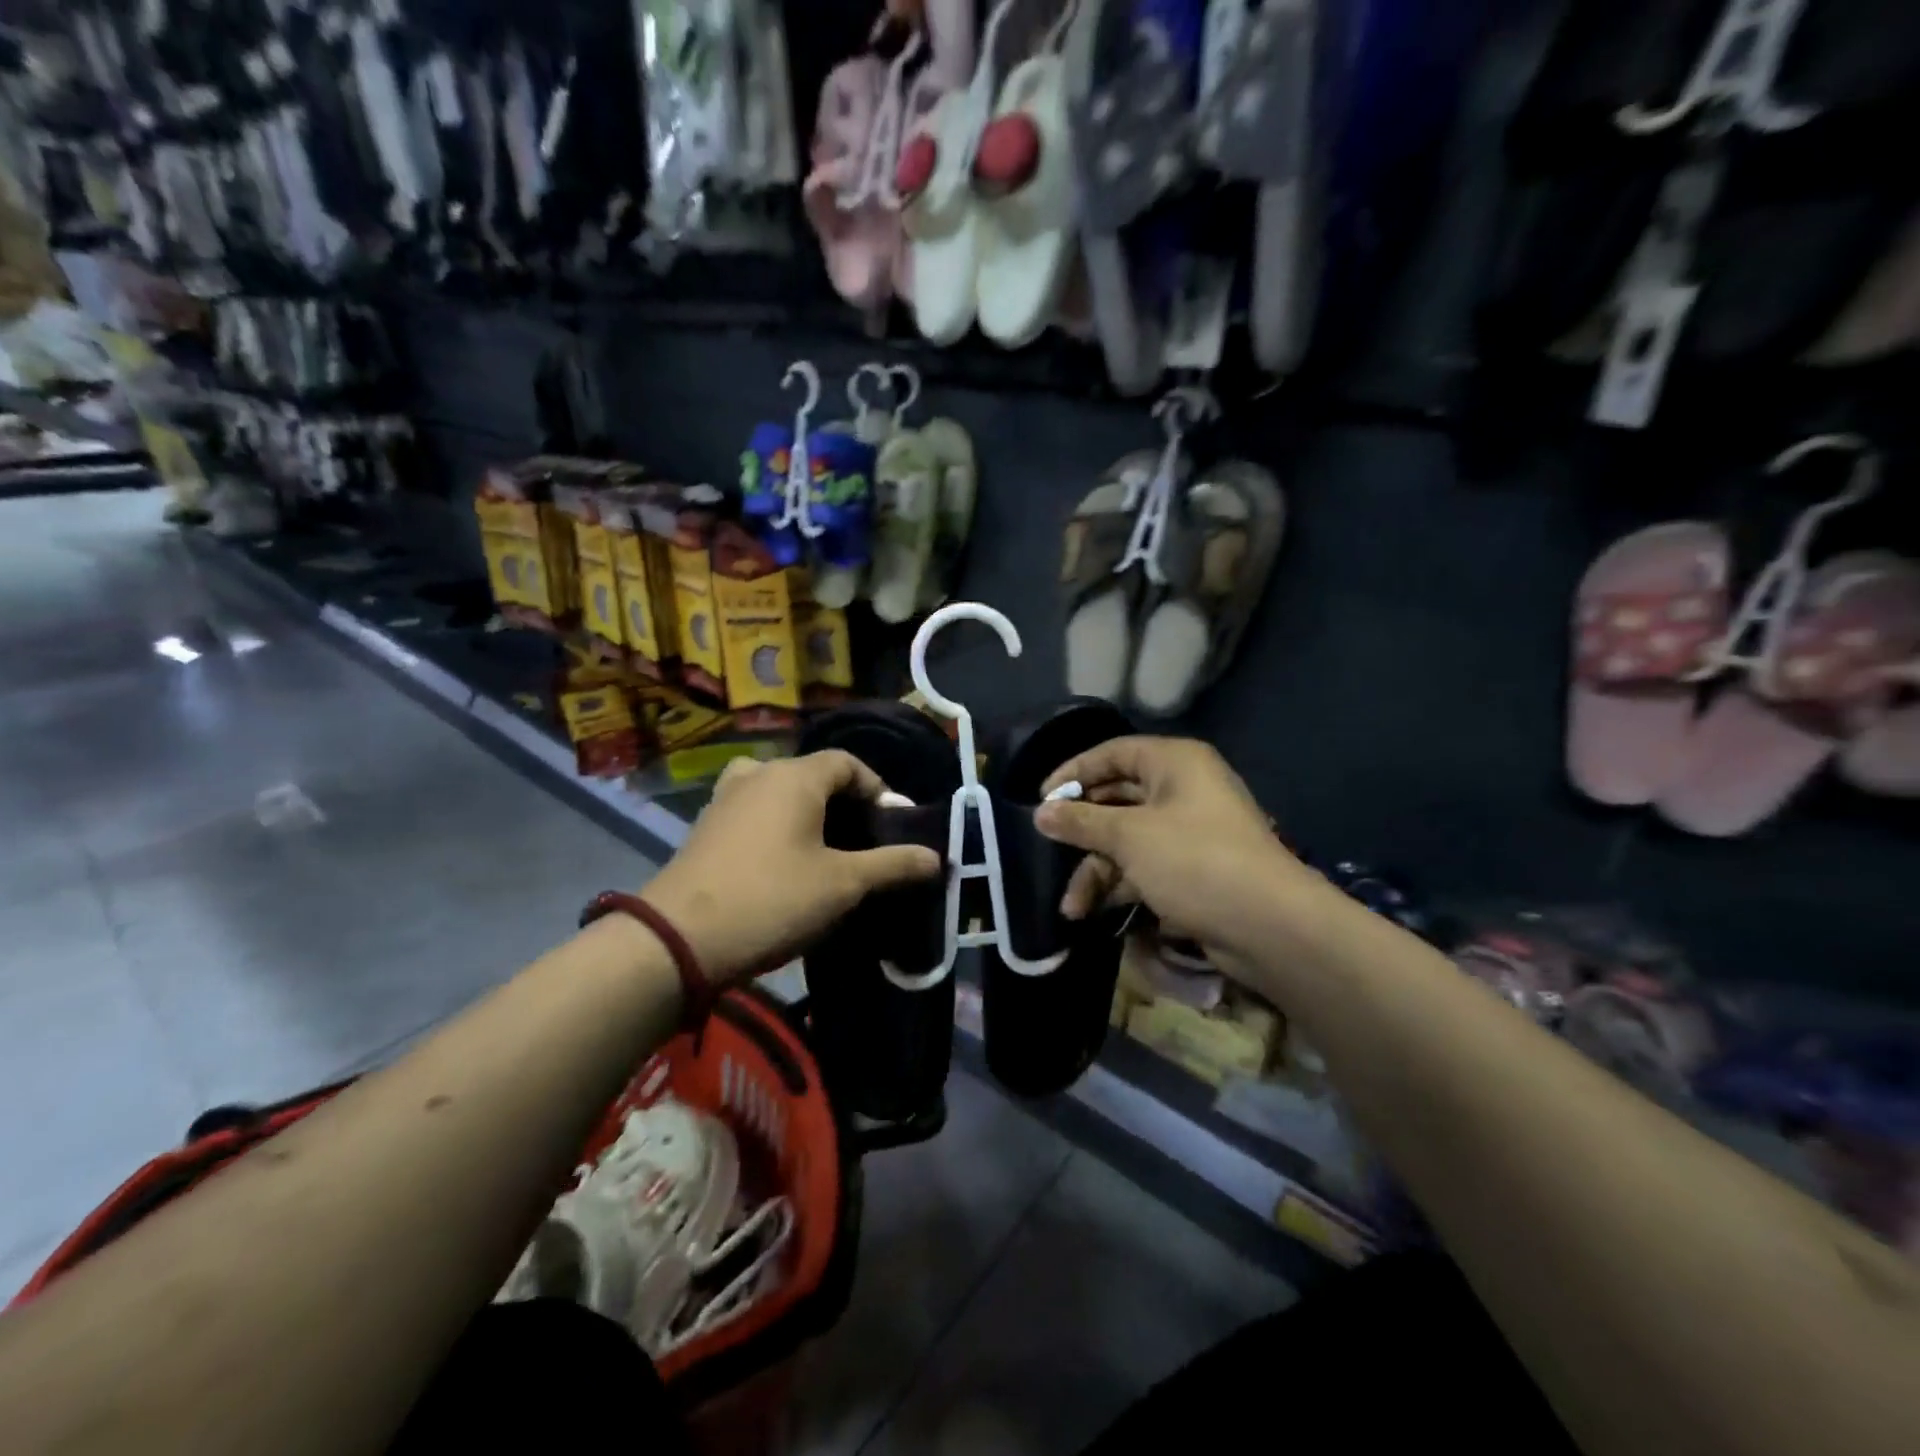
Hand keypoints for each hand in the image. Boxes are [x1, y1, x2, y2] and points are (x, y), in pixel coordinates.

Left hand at [641, 751, 940, 984]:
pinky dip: (777, 826)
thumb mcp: (843, 885)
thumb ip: (893, 865)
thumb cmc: (772, 900)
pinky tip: (784, 864)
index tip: (892, 826)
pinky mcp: (705, 826)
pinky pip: (754, 811)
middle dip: (844, 803)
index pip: (848, 763)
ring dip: (808, 814)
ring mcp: (725, 798)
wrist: (678, 938)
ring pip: (780, 792)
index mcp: (795, 776)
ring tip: (825, 851)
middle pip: (813, 775)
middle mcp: (758, 773)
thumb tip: (937, 858)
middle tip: (863, 842)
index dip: (877, 789)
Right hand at [1035, 737, 1313, 957]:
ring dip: (1097, 870)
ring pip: (1128, 838)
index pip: (1112, 753)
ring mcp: (1190, 831)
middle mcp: (1183, 789)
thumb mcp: (1129, 837)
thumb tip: (1040, 812)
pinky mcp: (1194, 868)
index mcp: (1174, 763)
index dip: (1074, 773)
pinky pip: (1146, 865)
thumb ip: (1081, 822)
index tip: (1042, 798)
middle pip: (1117, 798)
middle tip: (1049, 847)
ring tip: (1071, 907)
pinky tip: (1093, 912)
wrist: (1270, 925)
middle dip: (1081, 831)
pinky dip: (1121, 884)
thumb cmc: (1194, 861)